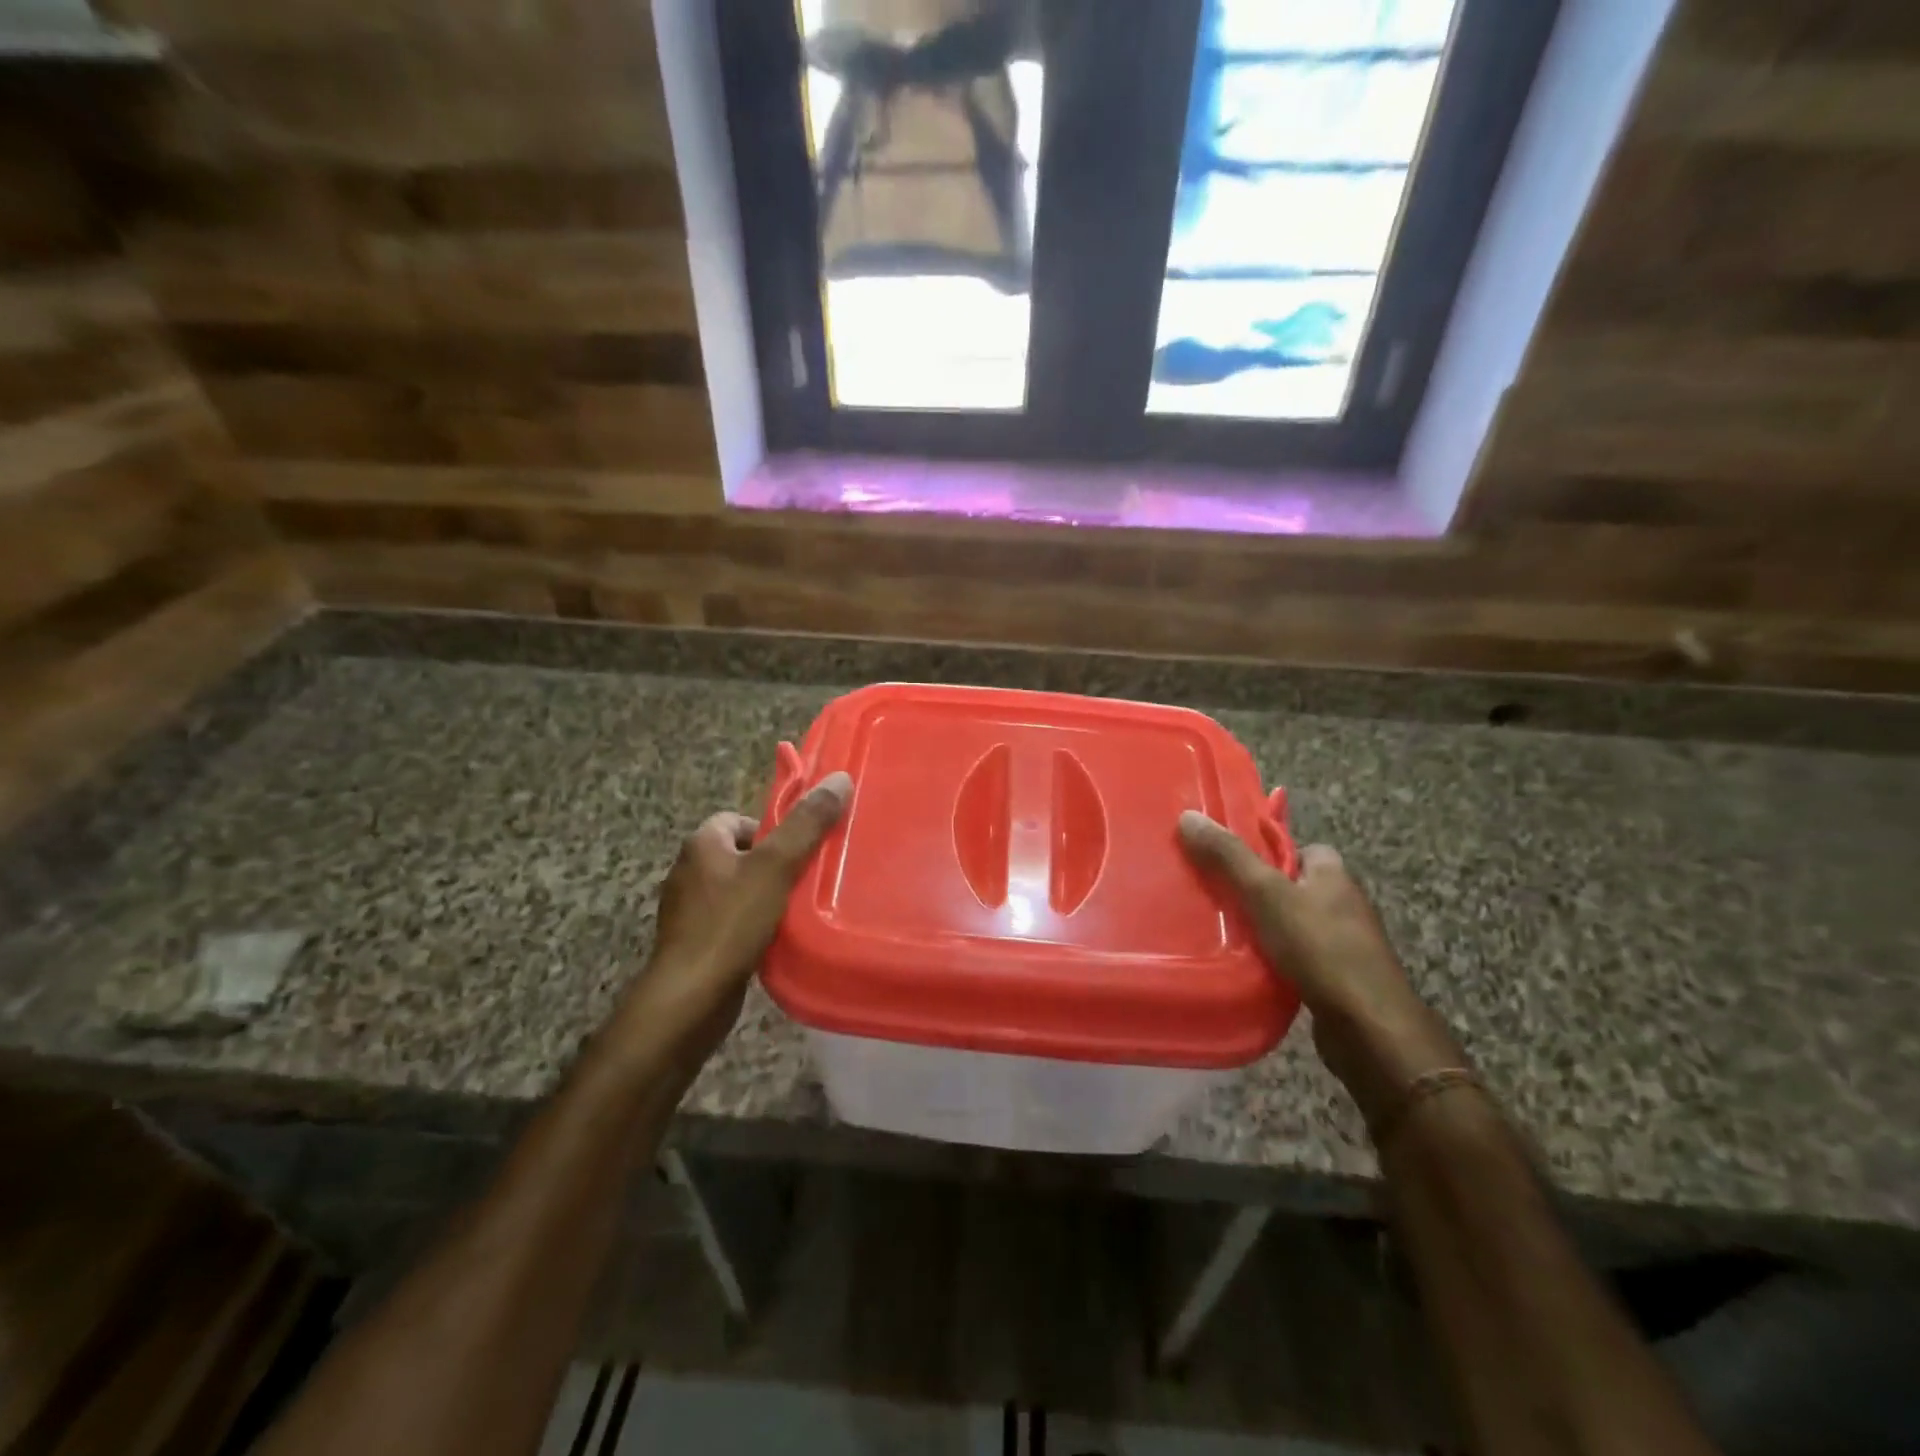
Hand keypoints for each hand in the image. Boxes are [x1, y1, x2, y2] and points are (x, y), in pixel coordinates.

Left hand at [631, 772, 852, 1059]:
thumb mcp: (776, 867)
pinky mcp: (693, 942)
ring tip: (795, 911)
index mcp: (702, 843)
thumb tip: (839, 778)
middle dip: (773, 865)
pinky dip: (752, 926)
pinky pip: (730, 921)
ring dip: (764, 897)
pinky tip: (773, 940)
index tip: (799, 851)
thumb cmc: (731, 923)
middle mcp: (689, 870)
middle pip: (741, 854)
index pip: (739, 819)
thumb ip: (806, 824)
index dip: (772, 830)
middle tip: (805, 880)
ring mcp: (688, 910)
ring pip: (737, 890)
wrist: (691, 997)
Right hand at [1178, 812, 1464, 1126]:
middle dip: (1258, 892)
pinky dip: (1275, 960)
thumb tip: (1188, 816)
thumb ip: (1229, 856)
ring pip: (1293, 924)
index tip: (1230, 862)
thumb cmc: (1319, 947)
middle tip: (1217, 897)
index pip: (1299, 848)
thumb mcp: (1265, 893)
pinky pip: (1298, 958)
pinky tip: (1249, 968)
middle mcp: (1344, 903)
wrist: (1368, 1027)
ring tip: (1223, 934)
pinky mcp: (1338, 979)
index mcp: (1333, 874)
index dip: (1266, 851)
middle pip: (1292, 886)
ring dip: (1265, 929)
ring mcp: (1345, 944)